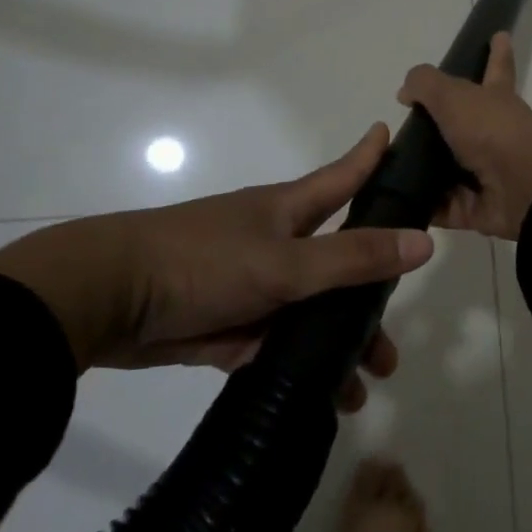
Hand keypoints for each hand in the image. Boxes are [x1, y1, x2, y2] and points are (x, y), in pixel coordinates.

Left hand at [0, 125, 431, 410]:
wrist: (107, 300)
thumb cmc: (203, 262)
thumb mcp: (285, 262)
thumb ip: (353, 257)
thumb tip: (425, 243)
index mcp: (288, 212)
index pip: (343, 178)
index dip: (370, 158)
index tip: (395, 135)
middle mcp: (275, 244)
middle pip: (336, 263)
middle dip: (368, 298)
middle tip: (393, 341)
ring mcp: (251, 286)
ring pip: (308, 313)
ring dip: (335, 347)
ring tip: (361, 387)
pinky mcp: (227, 325)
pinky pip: (273, 346)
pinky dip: (297, 367)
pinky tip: (321, 397)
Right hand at [397, 32, 531, 240]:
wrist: (525, 187)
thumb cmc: (492, 130)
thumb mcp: (453, 95)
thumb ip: (425, 84)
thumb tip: (406, 90)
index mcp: (496, 100)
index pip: (496, 68)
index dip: (497, 52)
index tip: (499, 35)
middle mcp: (493, 135)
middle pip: (464, 125)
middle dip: (442, 124)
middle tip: (408, 125)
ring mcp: (486, 174)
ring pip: (449, 169)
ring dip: (424, 170)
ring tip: (387, 166)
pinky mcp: (476, 208)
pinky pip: (443, 207)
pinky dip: (424, 206)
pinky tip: (396, 201)